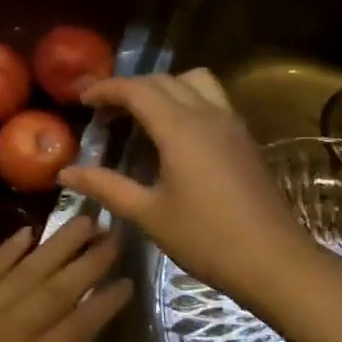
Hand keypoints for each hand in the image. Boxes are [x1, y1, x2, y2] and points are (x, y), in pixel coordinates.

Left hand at [0, 217, 128, 341]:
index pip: (81, 325)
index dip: (107, 303)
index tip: (129, 280)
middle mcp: (11, 330)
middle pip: (59, 287)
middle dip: (90, 260)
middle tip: (114, 234)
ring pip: (27, 270)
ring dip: (57, 243)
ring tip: (83, 220)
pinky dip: (6, 250)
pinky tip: (26, 233)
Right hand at [58, 70, 317, 313]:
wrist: (274, 261)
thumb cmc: (206, 239)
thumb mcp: (148, 214)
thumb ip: (106, 186)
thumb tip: (66, 172)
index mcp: (181, 128)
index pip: (137, 90)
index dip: (106, 89)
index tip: (82, 100)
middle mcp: (208, 114)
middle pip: (164, 80)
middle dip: (130, 88)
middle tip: (104, 111)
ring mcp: (232, 124)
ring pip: (195, 81)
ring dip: (164, 87)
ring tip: (142, 115)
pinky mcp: (245, 139)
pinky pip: (212, 99)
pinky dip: (187, 100)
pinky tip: (175, 134)